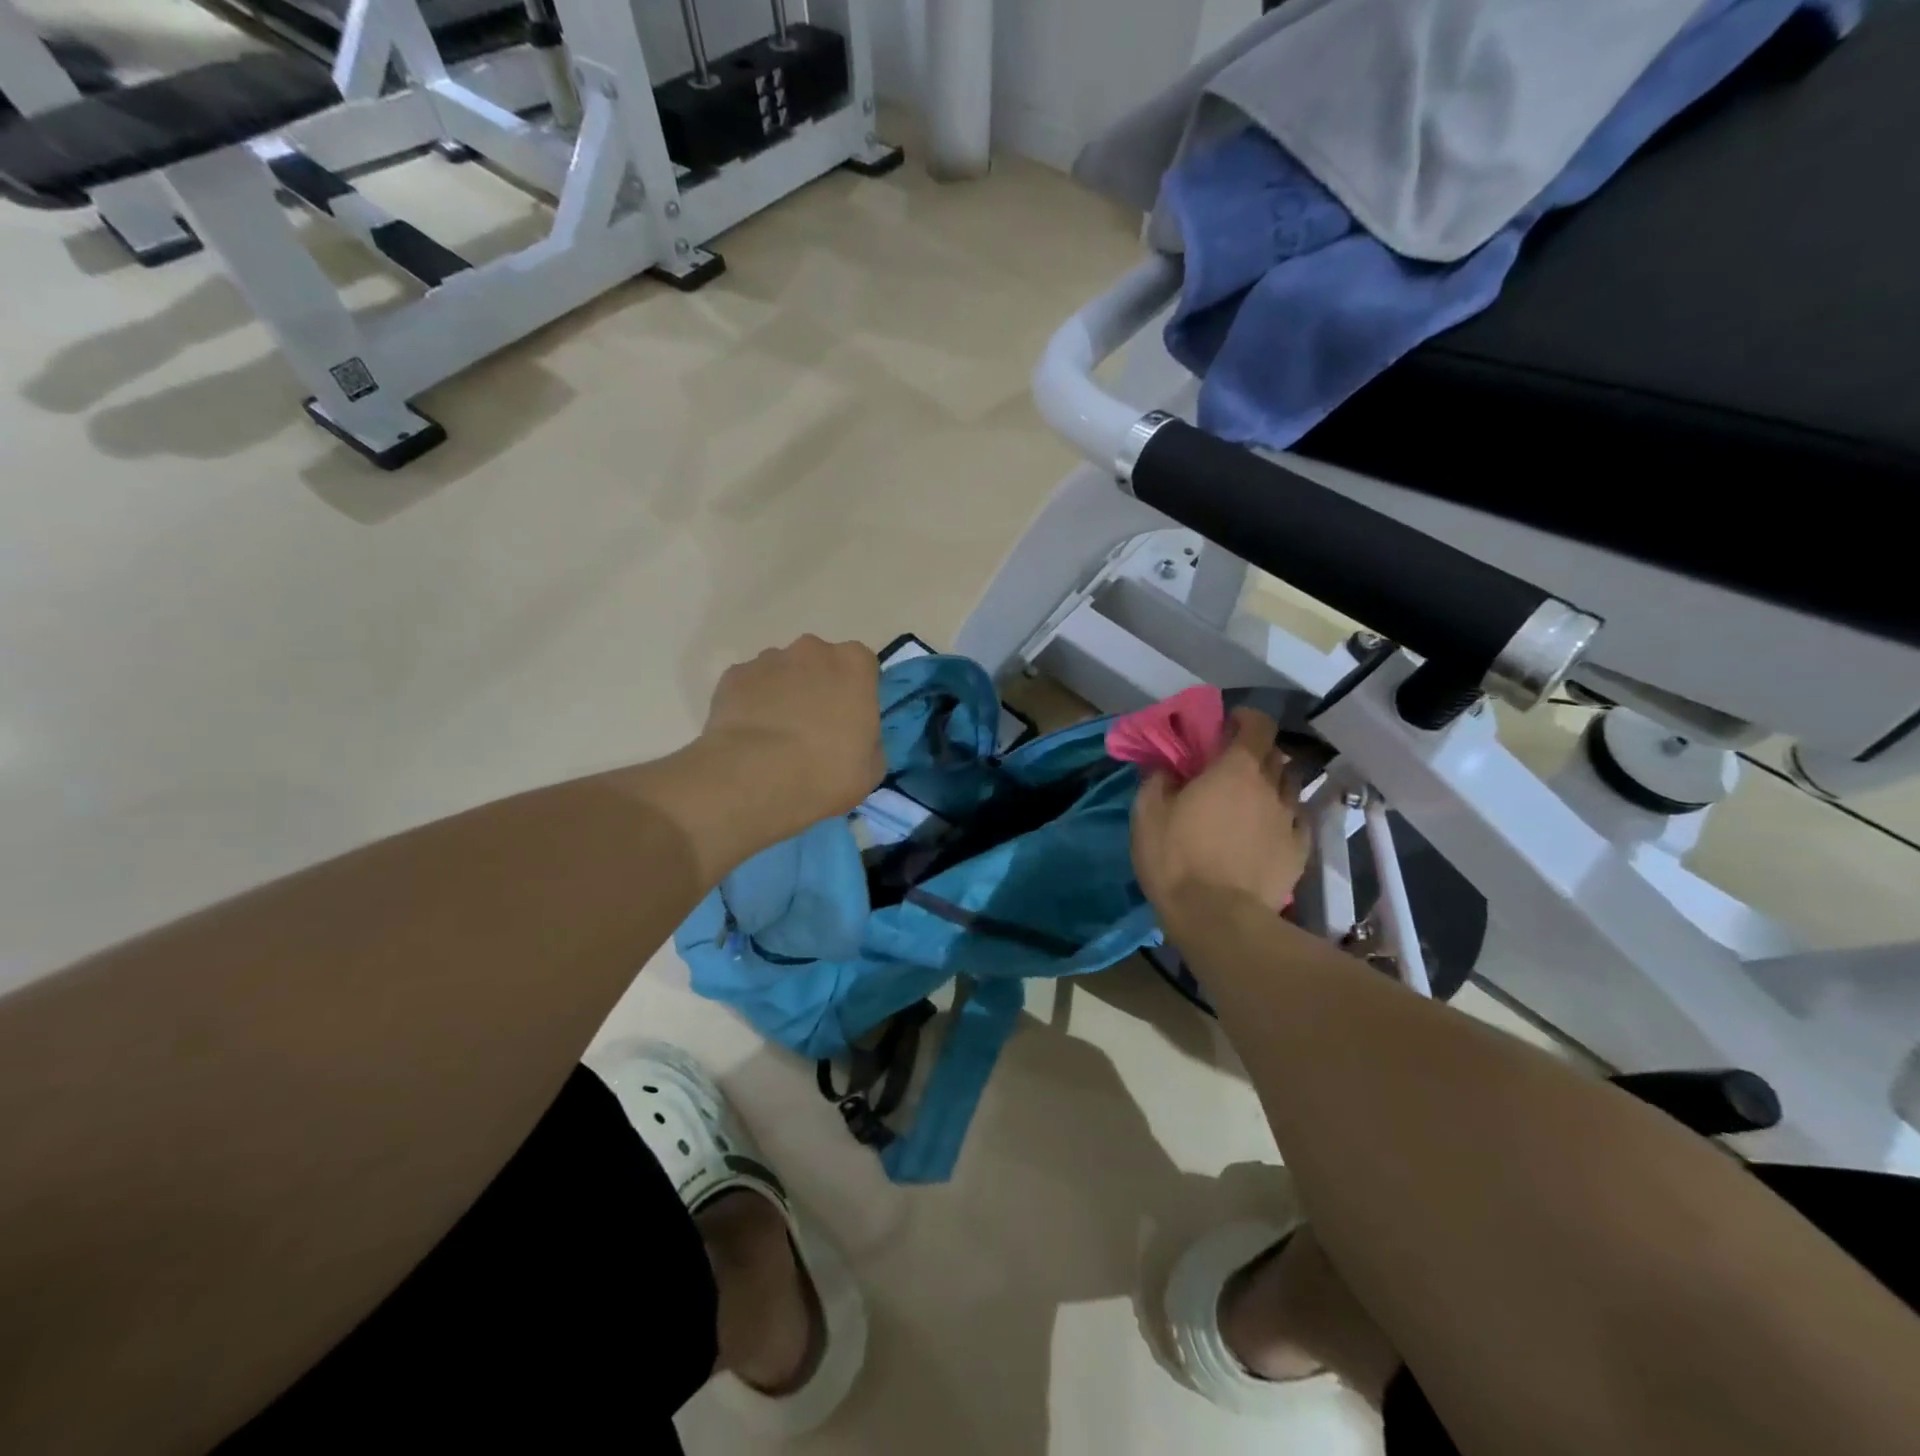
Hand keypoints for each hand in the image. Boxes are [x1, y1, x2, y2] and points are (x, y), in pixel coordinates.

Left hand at [697, 633, 883, 843]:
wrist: (757, 779)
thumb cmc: (827, 773)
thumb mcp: (871, 768)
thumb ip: (868, 740)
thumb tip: (853, 738)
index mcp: (854, 664)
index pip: (861, 667)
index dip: (854, 693)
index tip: (849, 721)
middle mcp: (813, 650)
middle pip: (818, 663)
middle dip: (816, 687)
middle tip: (812, 729)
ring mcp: (768, 659)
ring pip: (781, 673)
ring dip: (782, 695)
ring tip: (774, 737)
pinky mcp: (733, 675)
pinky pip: (748, 686)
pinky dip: (750, 704)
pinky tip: (748, 737)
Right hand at [1132, 708, 1310, 939]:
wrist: (1218, 919)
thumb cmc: (1177, 858)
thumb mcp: (1147, 814)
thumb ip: (1157, 779)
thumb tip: (1165, 766)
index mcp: (1236, 768)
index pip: (1258, 725)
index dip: (1245, 720)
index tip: (1226, 728)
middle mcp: (1271, 786)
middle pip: (1275, 754)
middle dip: (1256, 752)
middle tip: (1230, 767)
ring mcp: (1290, 820)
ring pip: (1289, 786)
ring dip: (1271, 784)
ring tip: (1250, 800)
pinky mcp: (1299, 852)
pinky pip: (1296, 821)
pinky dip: (1283, 817)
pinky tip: (1266, 830)